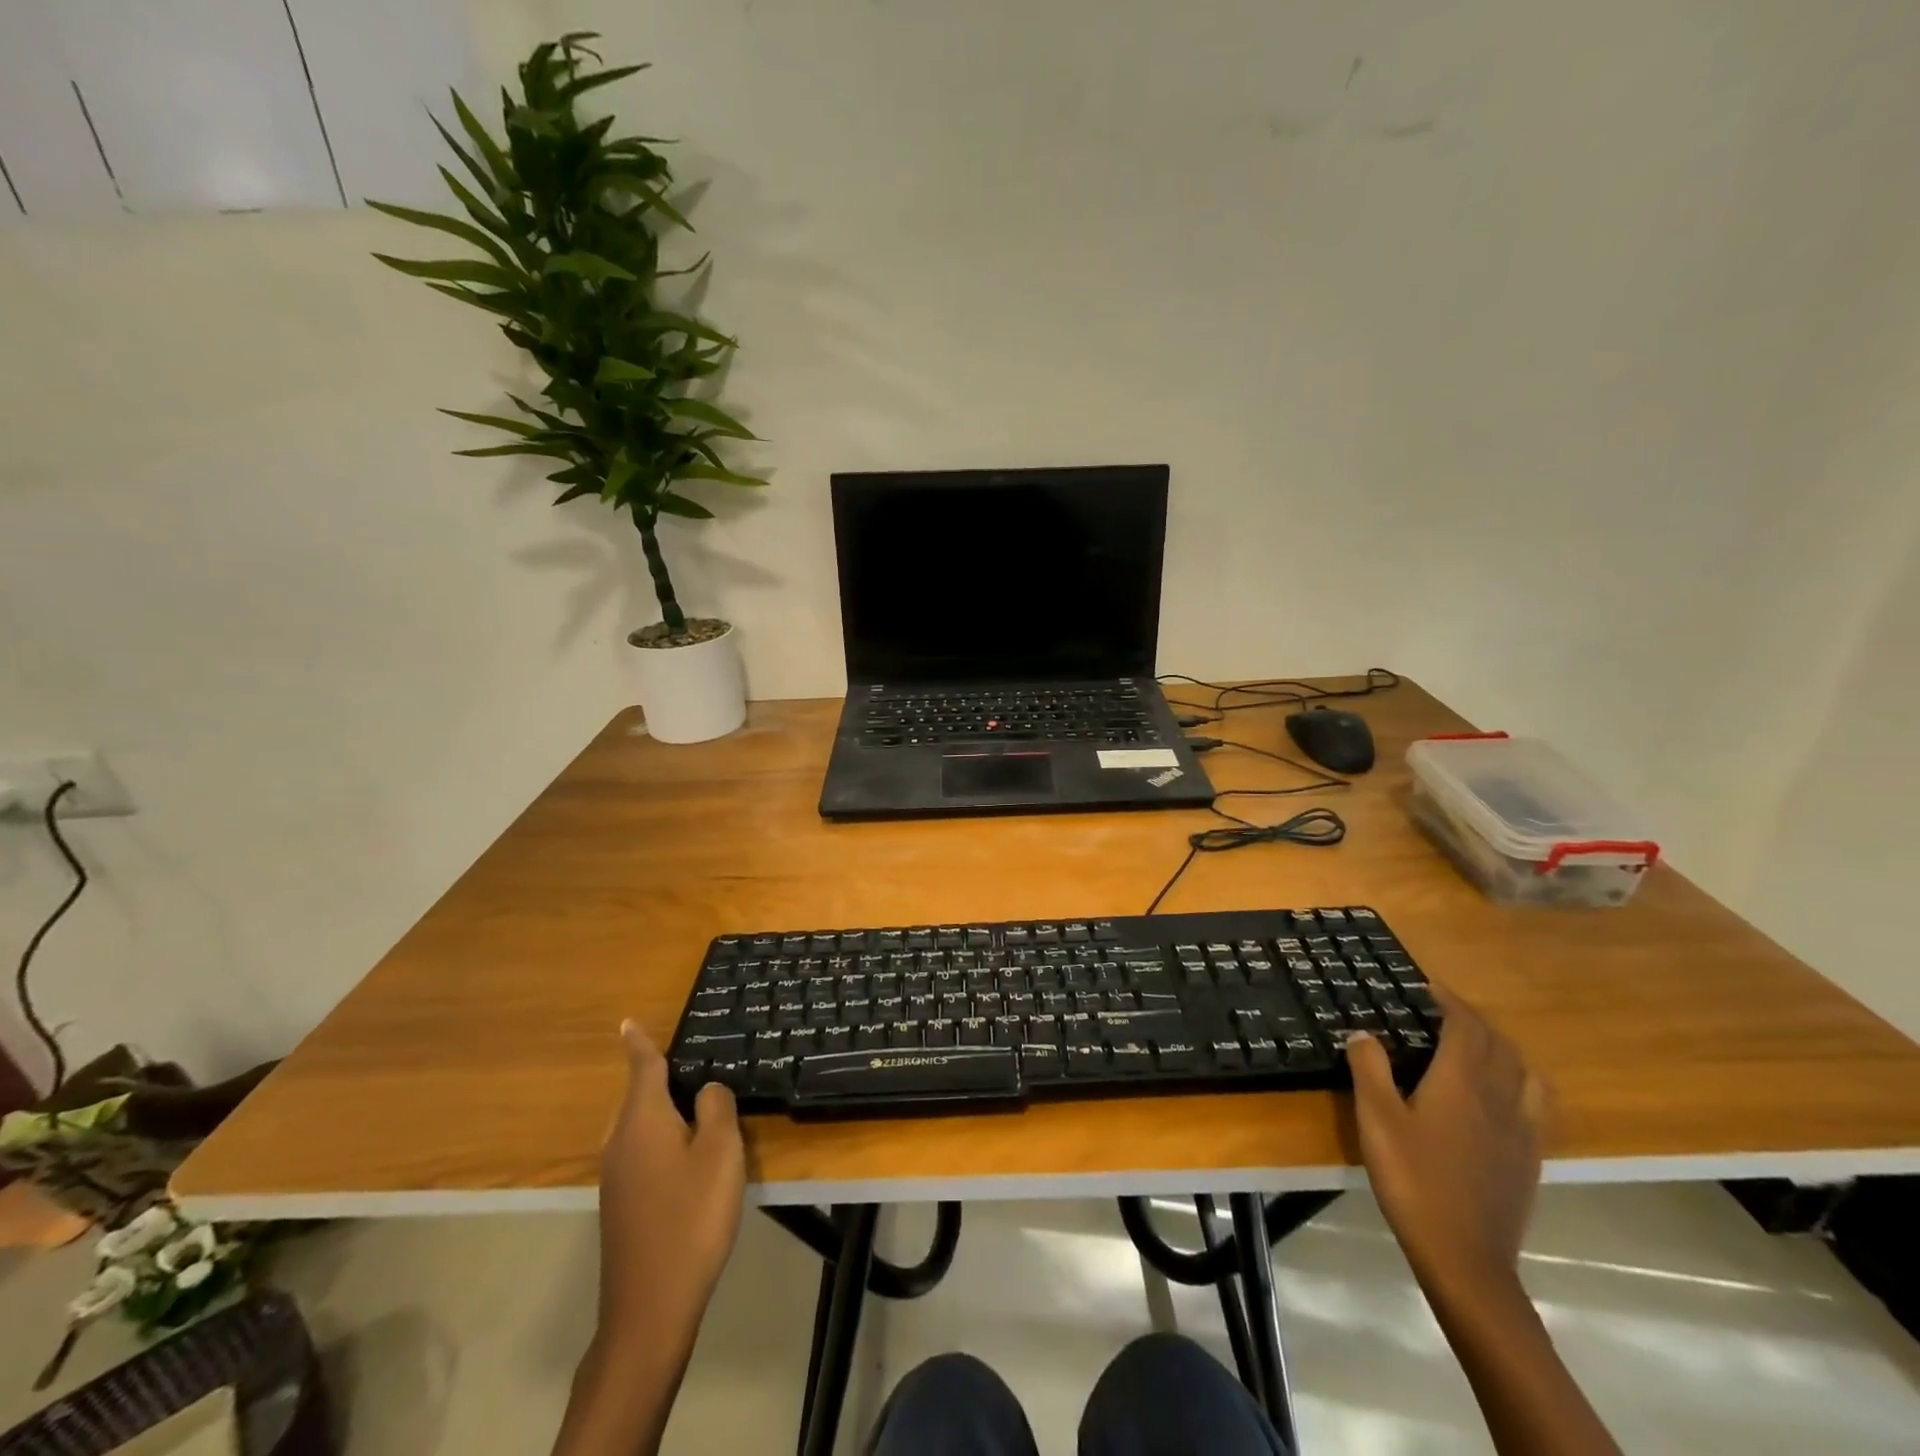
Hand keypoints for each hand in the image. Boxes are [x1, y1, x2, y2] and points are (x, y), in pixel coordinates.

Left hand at [596, 1021, 746, 1347]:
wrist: (650, 1306)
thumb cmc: (691, 1216)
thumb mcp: (720, 1152)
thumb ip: (716, 1108)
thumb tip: (706, 1090)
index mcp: (642, 1120)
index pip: (642, 1068)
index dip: (638, 1043)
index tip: (626, 1022)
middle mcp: (621, 1141)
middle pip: (641, 1096)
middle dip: (662, 1080)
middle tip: (697, 1067)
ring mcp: (617, 1176)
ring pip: (642, 1126)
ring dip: (666, 1113)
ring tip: (701, 1109)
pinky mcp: (621, 1204)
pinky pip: (642, 1152)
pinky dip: (664, 1141)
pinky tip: (690, 1158)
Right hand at [1348, 987, 1547, 1299]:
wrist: (1466, 1257)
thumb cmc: (1413, 1180)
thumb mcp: (1376, 1120)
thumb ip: (1369, 1069)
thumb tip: (1363, 1032)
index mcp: (1461, 1082)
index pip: (1466, 1026)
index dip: (1450, 1002)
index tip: (1429, 988)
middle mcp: (1498, 1097)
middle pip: (1499, 1044)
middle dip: (1474, 1020)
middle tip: (1444, 1012)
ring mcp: (1521, 1129)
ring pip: (1525, 1071)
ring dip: (1503, 1048)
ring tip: (1477, 1048)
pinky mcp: (1530, 1157)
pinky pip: (1535, 1103)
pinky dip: (1519, 1082)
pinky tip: (1498, 1097)